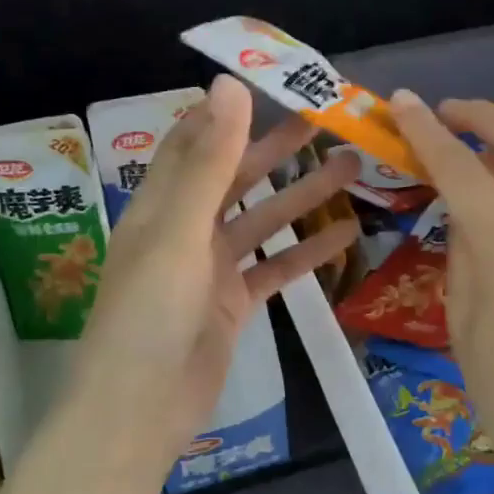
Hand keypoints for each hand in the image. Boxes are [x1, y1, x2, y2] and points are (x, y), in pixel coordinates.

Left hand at [76, 76, 358, 470]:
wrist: (141, 408)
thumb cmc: (150, 312)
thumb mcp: (179, 230)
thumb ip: (210, 161)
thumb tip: (229, 85)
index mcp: (161, 204)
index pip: (194, 142)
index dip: (228, 113)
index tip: (273, 86)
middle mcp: (185, 229)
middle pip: (236, 177)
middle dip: (279, 149)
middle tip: (329, 123)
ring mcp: (211, 269)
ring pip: (263, 221)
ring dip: (302, 196)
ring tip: (352, 170)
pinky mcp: (233, 305)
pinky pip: (275, 269)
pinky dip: (307, 253)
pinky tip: (347, 235)